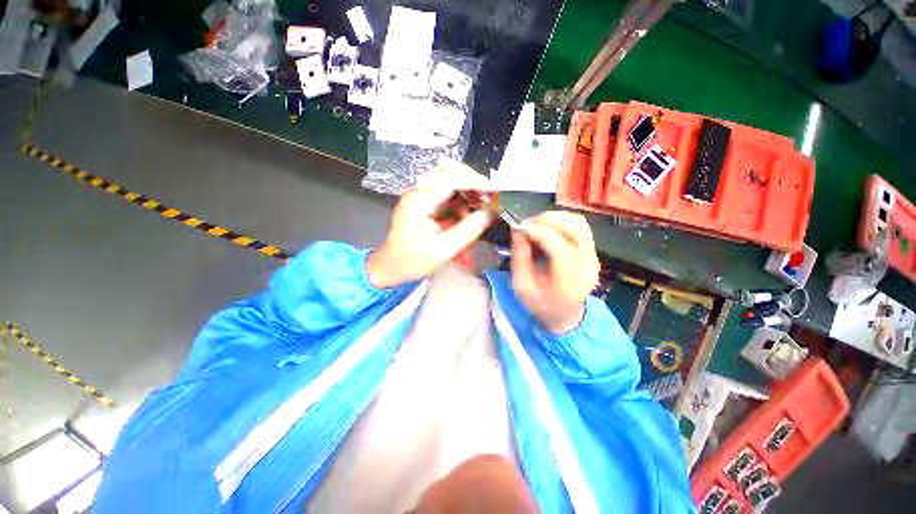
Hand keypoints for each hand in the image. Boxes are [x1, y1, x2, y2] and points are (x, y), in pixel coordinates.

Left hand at [366, 161, 492, 287]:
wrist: (391, 267)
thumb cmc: (413, 261)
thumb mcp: (444, 249)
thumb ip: (468, 230)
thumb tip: (489, 214)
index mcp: (419, 201)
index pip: (450, 179)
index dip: (475, 182)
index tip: (494, 190)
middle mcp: (418, 192)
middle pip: (447, 170)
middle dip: (470, 180)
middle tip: (487, 195)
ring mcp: (420, 196)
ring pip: (447, 179)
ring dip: (466, 190)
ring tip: (479, 207)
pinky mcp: (423, 203)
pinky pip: (445, 193)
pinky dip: (459, 200)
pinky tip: (467, 214)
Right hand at [511, 211, 599, 333]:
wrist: (565, 315)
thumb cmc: (540, 304)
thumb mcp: (521, 286)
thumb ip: (519, 258)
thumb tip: (518, 230)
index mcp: (570, 284)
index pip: (561, 249)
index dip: (540, 233)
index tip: (520, 227)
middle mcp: (588, 267)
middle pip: (575, 229)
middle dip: (547, 220)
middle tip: (526, 223)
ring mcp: (594, 257)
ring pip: (579, 223)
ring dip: (555, 217)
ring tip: (535, 223)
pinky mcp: (593, 251)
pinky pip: (580, 226)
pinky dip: (561, 221)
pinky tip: (546, 227)